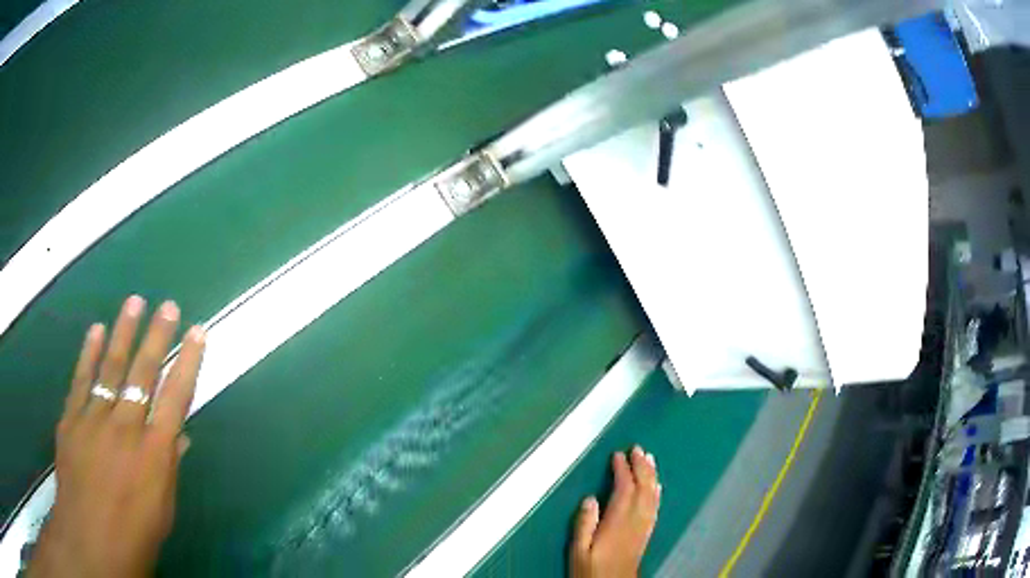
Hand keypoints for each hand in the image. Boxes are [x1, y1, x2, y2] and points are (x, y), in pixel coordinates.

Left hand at [29, 296, 205, 577]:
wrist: (91, 540)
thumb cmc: (135, 534)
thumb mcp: (163, 511)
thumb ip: (169, 468)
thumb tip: (180, 437)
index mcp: (154, 454)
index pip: (176, 398)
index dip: (188, 363)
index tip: (197, 333)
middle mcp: (125, 428)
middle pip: (142, 373)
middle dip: (158, 337)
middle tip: (168, 305)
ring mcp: (94, 419)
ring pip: (110, 367)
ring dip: (122, 333)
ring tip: (134, 302)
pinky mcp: (71, 419)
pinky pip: (81, 380)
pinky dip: (88, 353)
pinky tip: (95, 330)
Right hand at [570, 446, 660, 577]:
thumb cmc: (590, 570)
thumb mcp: (578, 550)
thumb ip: (584, 525)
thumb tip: (590, 498)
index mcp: (617, 523)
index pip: (624, 490)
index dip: (622, 471)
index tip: (617, 455)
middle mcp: (634, 521)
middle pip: (642, 489)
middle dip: (641, 467)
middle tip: (637, 448)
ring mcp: (643, 527)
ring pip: (651, 496)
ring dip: (651, 476)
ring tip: (649, 459)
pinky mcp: (646, 534)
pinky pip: (654, 507)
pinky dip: (656, 493)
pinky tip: (657, 486)